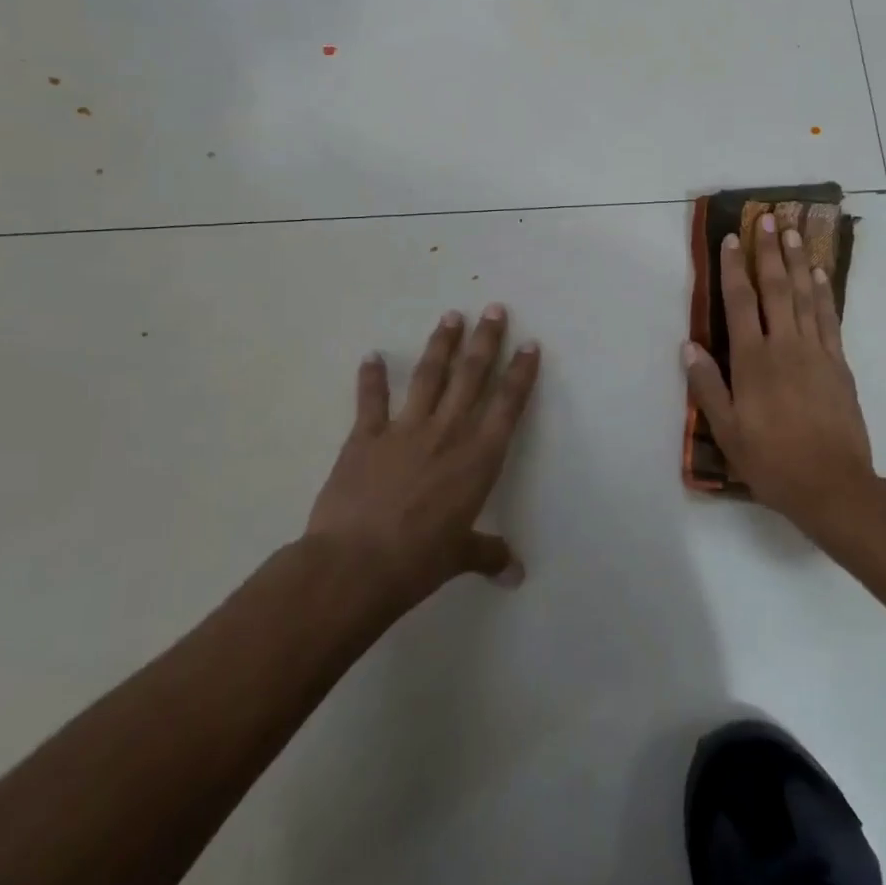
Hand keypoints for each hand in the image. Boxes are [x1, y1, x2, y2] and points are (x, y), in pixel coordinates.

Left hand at [309, 305, 540, 612]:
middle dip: (485, 341)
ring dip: (441, 345)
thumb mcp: (459, 557)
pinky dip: (372, 377)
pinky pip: (372, 400)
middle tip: (494, 309)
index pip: (508, 405)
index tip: (529, 344)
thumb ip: (488, 554)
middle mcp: (448, 433)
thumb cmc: (419, 561)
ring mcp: (405, 430)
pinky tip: (373, 356)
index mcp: (479, 458)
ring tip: (451, 316)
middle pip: (472, 376)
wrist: (356, 564)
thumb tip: (515, 575)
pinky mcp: (365, 437)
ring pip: (430, 377)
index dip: (521, 373)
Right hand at [683, 212, 875, 537]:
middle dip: (769, 253)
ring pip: (805, 297)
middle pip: (775, 289)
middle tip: (766, 221)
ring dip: (798, 262)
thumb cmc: (771, 461)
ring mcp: (816, 352)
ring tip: (793, 233)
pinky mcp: (839, 364)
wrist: (832, 484)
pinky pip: (830, 319)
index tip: (731, 240)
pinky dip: (823, 294)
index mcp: (753, 361)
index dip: (733, 269)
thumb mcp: (727, 431)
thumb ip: (707, 386)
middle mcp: (785, 346)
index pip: (740, 303)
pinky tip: (819, 275)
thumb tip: (689, 346)